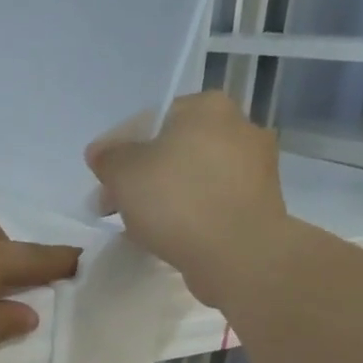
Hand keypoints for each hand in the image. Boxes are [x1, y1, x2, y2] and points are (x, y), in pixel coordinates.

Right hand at [85, 92, 286, 298]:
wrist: (238, 255)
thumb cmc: (177, 201)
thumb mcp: (123, 173)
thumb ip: (108, 157)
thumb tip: (103, 153)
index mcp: (207, 107)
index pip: (150, 120)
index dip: (118, 150)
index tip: (101, 179)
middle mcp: (239, 127)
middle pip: (173, 149)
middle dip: (141, 176)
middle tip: (113, 205)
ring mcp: (255, 167)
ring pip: (192, 176)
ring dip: (164, 195)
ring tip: (138, 224)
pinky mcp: (260, 203)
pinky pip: (211, 201)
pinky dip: (189, 213)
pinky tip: (169, 234)